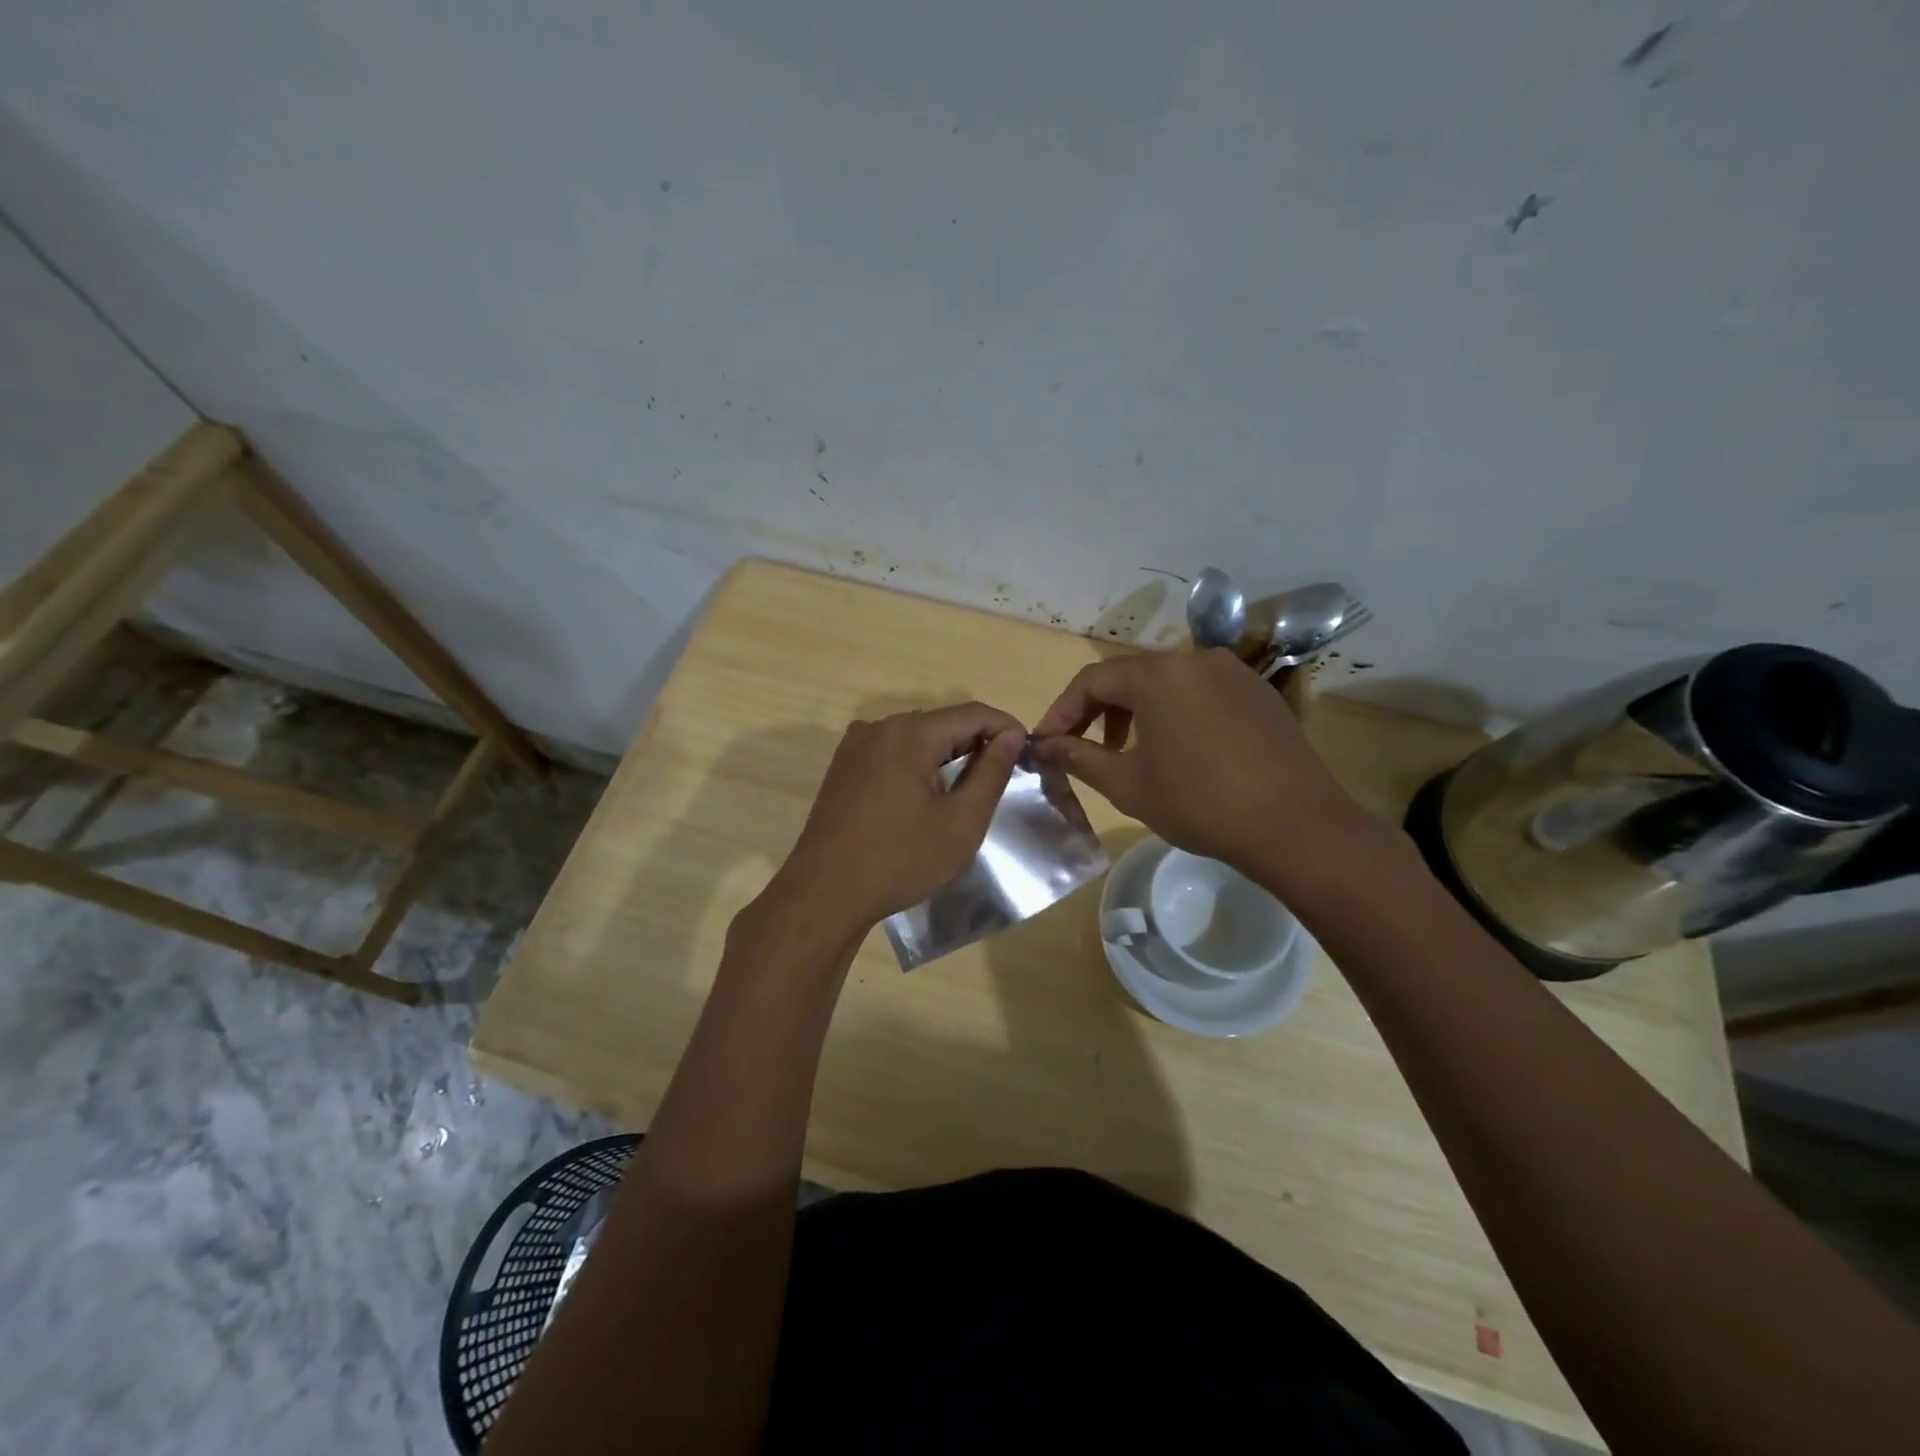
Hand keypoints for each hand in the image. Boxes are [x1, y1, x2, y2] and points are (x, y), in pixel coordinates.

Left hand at [767, 702, 1026, 935]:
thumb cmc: (900, 859)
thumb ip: (991, 772)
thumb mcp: (961, 821)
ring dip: (947, 755)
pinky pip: (892, 754)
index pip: (972, 713)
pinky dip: (918, 765)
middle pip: (941, 723)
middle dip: (976, 742)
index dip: (1005, 728)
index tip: (1028, 751)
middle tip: (1003, 775)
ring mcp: (855, 747)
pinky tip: (929, 796)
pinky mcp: (843, 769)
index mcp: (908, 733)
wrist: (824, 895)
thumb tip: (1010, 735)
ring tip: (971, 787)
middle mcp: (878, 728)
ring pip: (916, 739)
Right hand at [1032, 648, 1369, 882]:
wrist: (1296, 826)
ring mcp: (1233, 672)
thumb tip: (1043, 745)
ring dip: (1137, 713)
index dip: (1062, 711)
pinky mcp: (1258, 693)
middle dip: (1099, 713)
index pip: (1092, 680)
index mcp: (1159, 673)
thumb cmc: (1199, 802)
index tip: (1046, 744)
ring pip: (1167, 684)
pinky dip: (1175, 714)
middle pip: (1130, 677)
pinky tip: (1179, 752)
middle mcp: (1196, 658)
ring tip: (1129, 754)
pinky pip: (1201, 693)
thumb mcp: (1127, 784)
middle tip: (1084, 751)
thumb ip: (1078, 757)